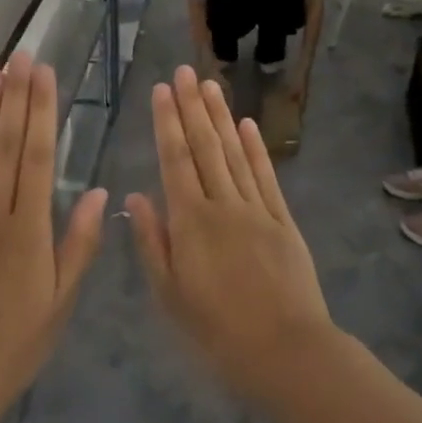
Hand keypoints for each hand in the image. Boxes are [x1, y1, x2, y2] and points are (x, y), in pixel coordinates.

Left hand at [0, 53, 106, 403]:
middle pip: (5, 146)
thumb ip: (79, 243)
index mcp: (29, 230)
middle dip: (16, 98)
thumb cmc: (17, 342)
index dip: (42, 112)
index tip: (46, 76)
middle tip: (21, 57)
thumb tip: (98, 192)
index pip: (37, 158)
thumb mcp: (61, 299)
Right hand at [126, 66, 336, 406]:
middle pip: (205, 147)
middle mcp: (223, 204)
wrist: (285, 350)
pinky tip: (246, 125)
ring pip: (234, 153)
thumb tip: (136, 196)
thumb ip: (153, 241)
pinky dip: (255, 148)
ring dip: (221, 117)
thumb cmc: (216, 328)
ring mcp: (257, 209)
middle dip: (192, 107)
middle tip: (184, 71)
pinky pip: (266, 176)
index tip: (162, 91)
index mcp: (190, 221)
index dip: (167, 122)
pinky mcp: (283, 221)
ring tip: (210, 84)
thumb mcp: (170, 292)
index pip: (175, 160)